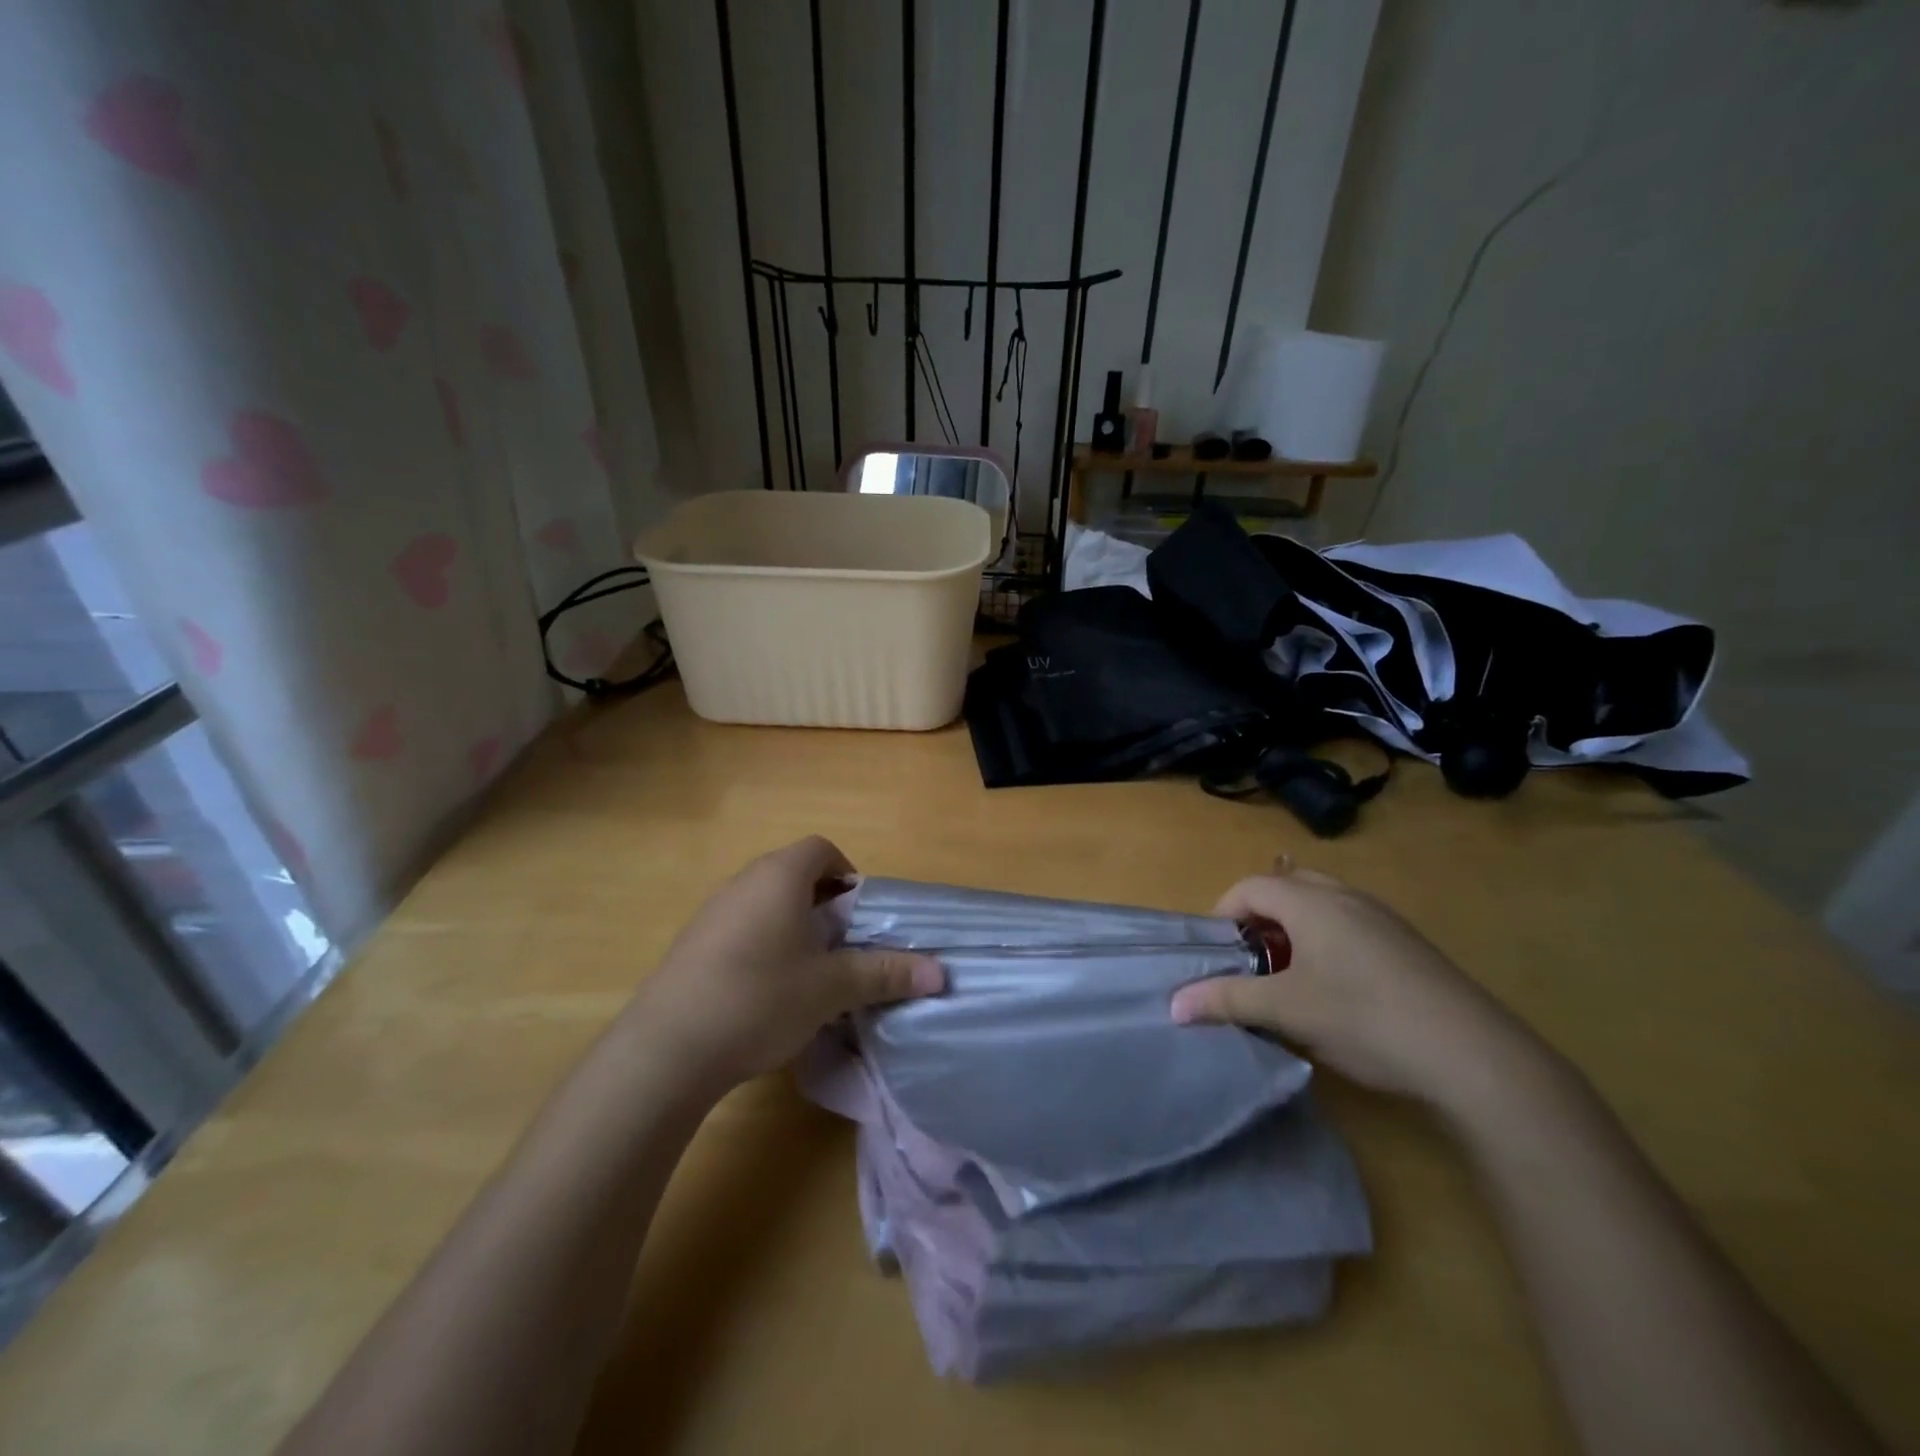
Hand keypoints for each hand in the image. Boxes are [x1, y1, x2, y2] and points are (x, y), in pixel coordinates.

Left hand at [628, 836, 944, 1090]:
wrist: (667, 1048)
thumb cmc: (760, 999)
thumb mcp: (831, 988)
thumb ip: (885, 974)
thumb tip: (940, 973)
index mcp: (780, 876)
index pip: (822, 849)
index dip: (848, 873)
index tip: (860, 914)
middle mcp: (744, 882)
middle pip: (794, 875)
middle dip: (825, 905)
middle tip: (843, 946)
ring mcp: (713, 912)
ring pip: (767, 903)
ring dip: (794, 927)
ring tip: (810, 973)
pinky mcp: (693, 944)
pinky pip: (741, 928)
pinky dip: (764, 945)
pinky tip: (767, 993)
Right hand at [1170, 864, 1548, 1112]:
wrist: (1474, 1056)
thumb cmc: (1363, 1019)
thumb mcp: (1286, 1011)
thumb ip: (1227, 1000)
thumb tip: (1174, 1004)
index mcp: (1311, 901)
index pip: (1249, 887)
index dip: (1223, 914)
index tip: (1218, 954)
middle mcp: (1345, 897)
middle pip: (1286, 887)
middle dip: (1260, 918)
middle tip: (1252, 960)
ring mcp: (1383, 918)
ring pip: (1322, 905)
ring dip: (1294, 931)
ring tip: (1290, 978)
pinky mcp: (1409, 945)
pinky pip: (1351, 925)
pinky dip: (1328, 943)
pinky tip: (1339, 993)